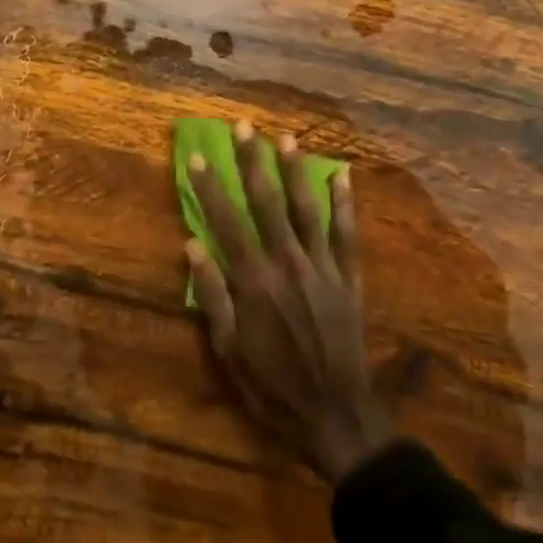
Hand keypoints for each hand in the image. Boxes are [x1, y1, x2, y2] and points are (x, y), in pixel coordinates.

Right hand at [185, 122, 391, 482]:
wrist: (336, 415)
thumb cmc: (272, 386)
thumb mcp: (228, 350)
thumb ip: (212, 294)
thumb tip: (192, 244)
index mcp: (254, 282)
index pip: (226, 222)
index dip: (210, 188)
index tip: (199, 157)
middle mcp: (288, 264)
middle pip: (267, 203)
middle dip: (253, 162)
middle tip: (245, 127)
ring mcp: (323, 269)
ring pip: (307, 209)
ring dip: (296, 172)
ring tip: (287, 139)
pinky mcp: (349, 279)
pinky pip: (347, 234)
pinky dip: (345, 204)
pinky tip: (342, 176)